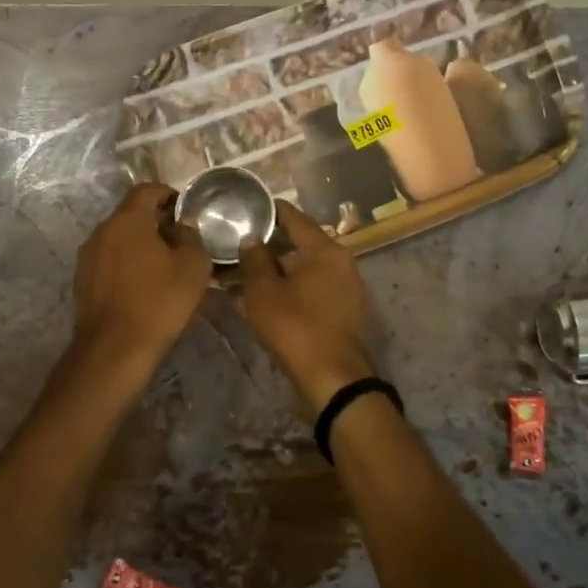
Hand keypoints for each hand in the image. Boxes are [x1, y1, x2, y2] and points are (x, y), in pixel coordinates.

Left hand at [71, 183, 212, 368]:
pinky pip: (109, 260)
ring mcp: (88, 257)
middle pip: (131, 214)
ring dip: (140, 243)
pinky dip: (127, 263)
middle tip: (181, 239)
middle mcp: (102, 231)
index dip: (168, 194)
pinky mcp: (82, 281)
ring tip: (164, 264)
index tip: (186, 210)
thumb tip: (183, 226)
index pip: (146, 190)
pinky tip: (144, 284)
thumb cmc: (159, 301)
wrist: (115, 349)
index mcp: (127, 220)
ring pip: (119, 238)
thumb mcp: (193, 266)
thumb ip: (192, 236)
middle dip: (156, 221)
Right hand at [239, 201, 377, 420]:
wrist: (332, 380)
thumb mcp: (263, 292)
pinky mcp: (344, 311)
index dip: (269, 211)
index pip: (294, 218)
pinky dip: (292, 288)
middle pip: (301, 243)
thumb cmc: (296, 328)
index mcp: (326, 250)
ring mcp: (347, 288)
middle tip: (240, 244)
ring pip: (306, 269)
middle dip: (270, 245)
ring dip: (279, 270)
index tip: (246, 207)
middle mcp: (342, 262)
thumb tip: (251, 238)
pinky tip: (268, 298)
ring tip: (248, 273)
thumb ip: (254, 259)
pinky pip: (313, 289)